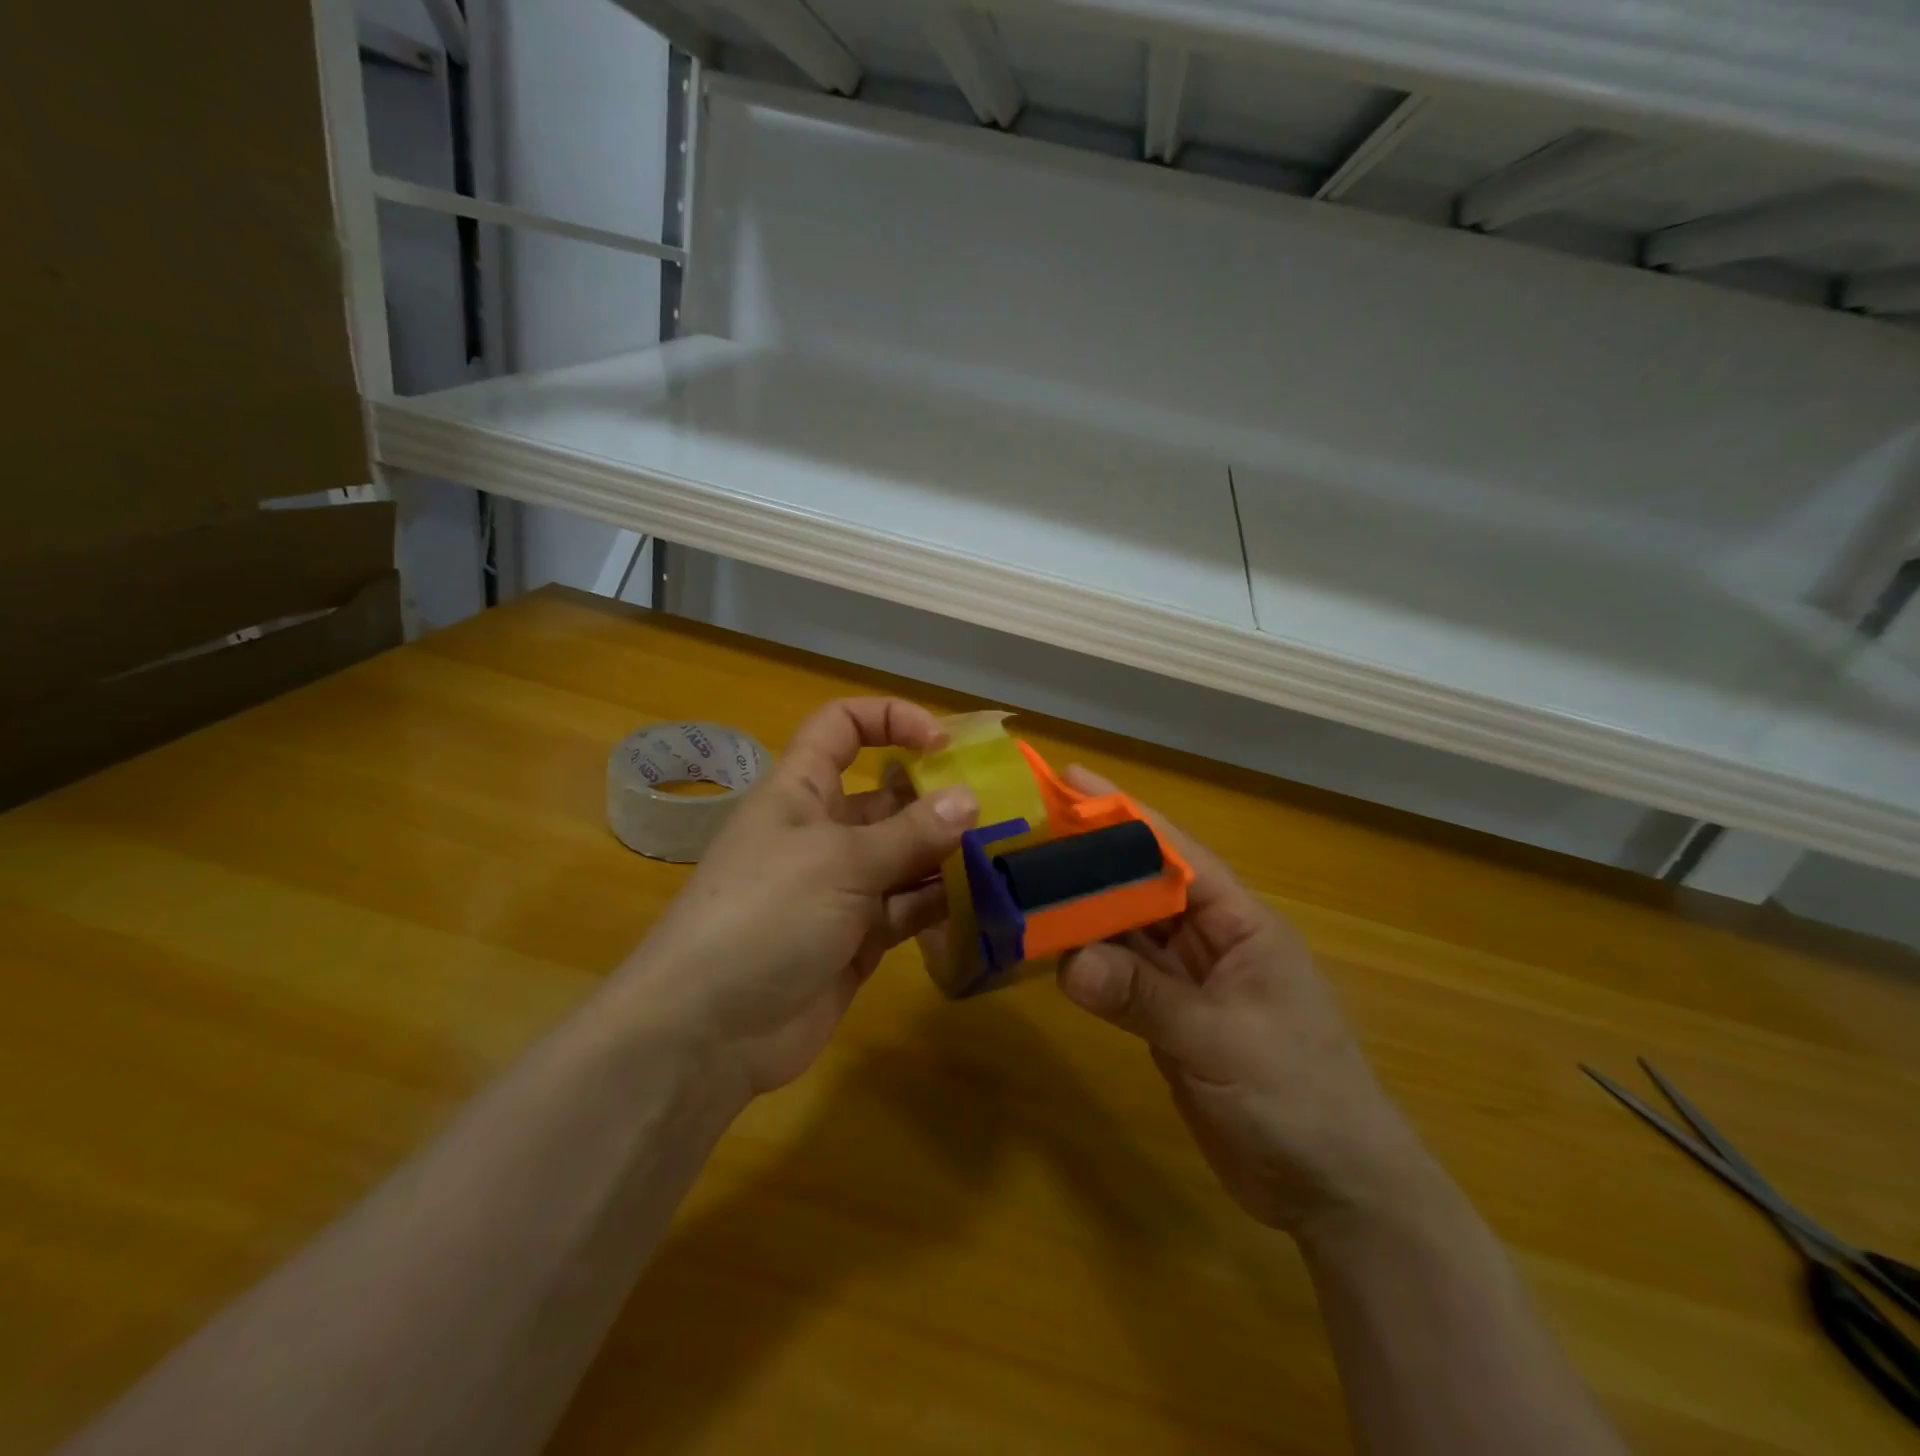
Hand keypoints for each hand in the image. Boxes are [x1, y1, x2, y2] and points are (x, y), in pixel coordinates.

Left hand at [619, 698, 977, 1098]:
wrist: (708, 1032)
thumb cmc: (765, 916)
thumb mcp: (839, 862)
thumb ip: (908, 833)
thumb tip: (968, 798)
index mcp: (801, 790)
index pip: (842, 727)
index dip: (890, 719)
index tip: (943, 744)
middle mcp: (823, 831)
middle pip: (887, 796)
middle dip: (937, 797)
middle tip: (998, 810)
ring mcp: (842, 887)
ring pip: (905, 855)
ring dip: (948, 853)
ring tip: (1003, 855)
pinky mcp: (859, 937)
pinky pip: (909, 908)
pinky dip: (942, 903)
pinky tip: (983, 902)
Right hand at [1056, 767, 1432, 1234]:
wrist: (1335, 1192)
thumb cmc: (1302, 1100)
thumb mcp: (1225, 1041)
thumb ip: (1146, 998)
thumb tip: (1069, 961)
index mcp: (1240, 923)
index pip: (1174, 853)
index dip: (1123, 814)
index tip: (1070, 779)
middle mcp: (1210, 941)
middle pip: (1140, 888)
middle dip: (1089, 861)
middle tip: (1025, 835)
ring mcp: (1188, 982)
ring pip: (1125, 933)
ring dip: (1081, 914)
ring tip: (1021, 886)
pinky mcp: (1169, 1021)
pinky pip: (1121, 978)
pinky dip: (1087, 966)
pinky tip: (1047, 953)